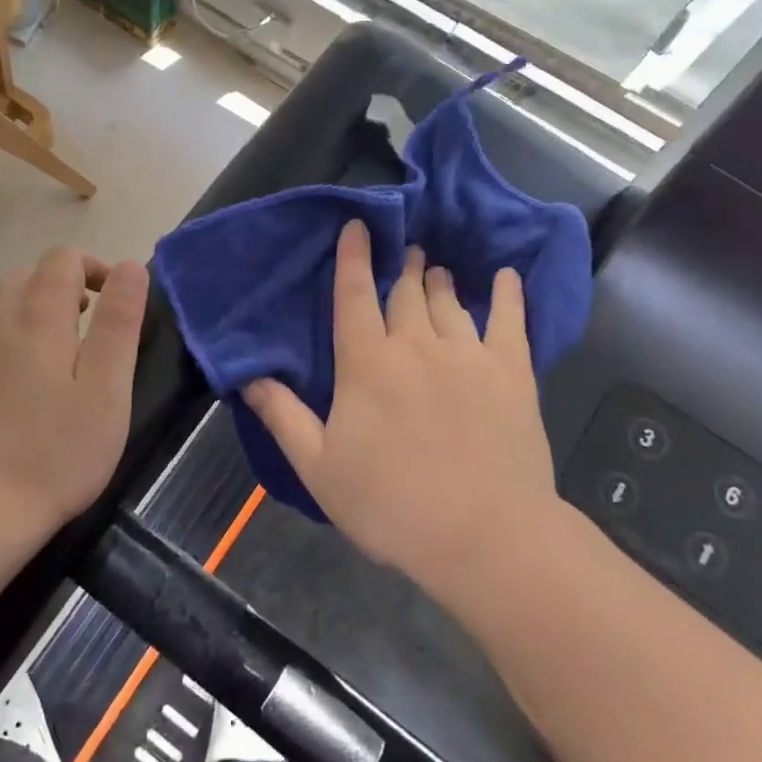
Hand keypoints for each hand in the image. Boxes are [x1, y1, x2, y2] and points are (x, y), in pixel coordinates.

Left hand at [0, 248, 148, 531]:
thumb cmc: (57, 451)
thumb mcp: (107, 388)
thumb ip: (119, 322)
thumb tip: (131, 266)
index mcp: (38, 317)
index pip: (62, 259)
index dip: (96, 268)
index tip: (118, 302)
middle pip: (30, 274)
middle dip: (67, 284)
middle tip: (95, 324)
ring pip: (4, 301)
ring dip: (38, 305)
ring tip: (64, 347)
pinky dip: (13, 332)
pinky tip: (27, 377)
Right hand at [242, 219, 559, 595]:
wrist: (483, 536)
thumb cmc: (391, 504)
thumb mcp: (319, 467)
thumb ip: (283, 416)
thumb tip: (249, 376)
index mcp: (367, 363)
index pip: (354, 296)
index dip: (352, 258)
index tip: (357, 225)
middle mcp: (416, 344)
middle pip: (405, 293)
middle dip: (401, 267)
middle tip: (403, 251)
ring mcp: (468, 354)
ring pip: (449, 302)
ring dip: (438, 281)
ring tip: (435, 268)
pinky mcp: (512, 372)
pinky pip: (510, 320)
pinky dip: (507, 295)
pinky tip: (506, 277)